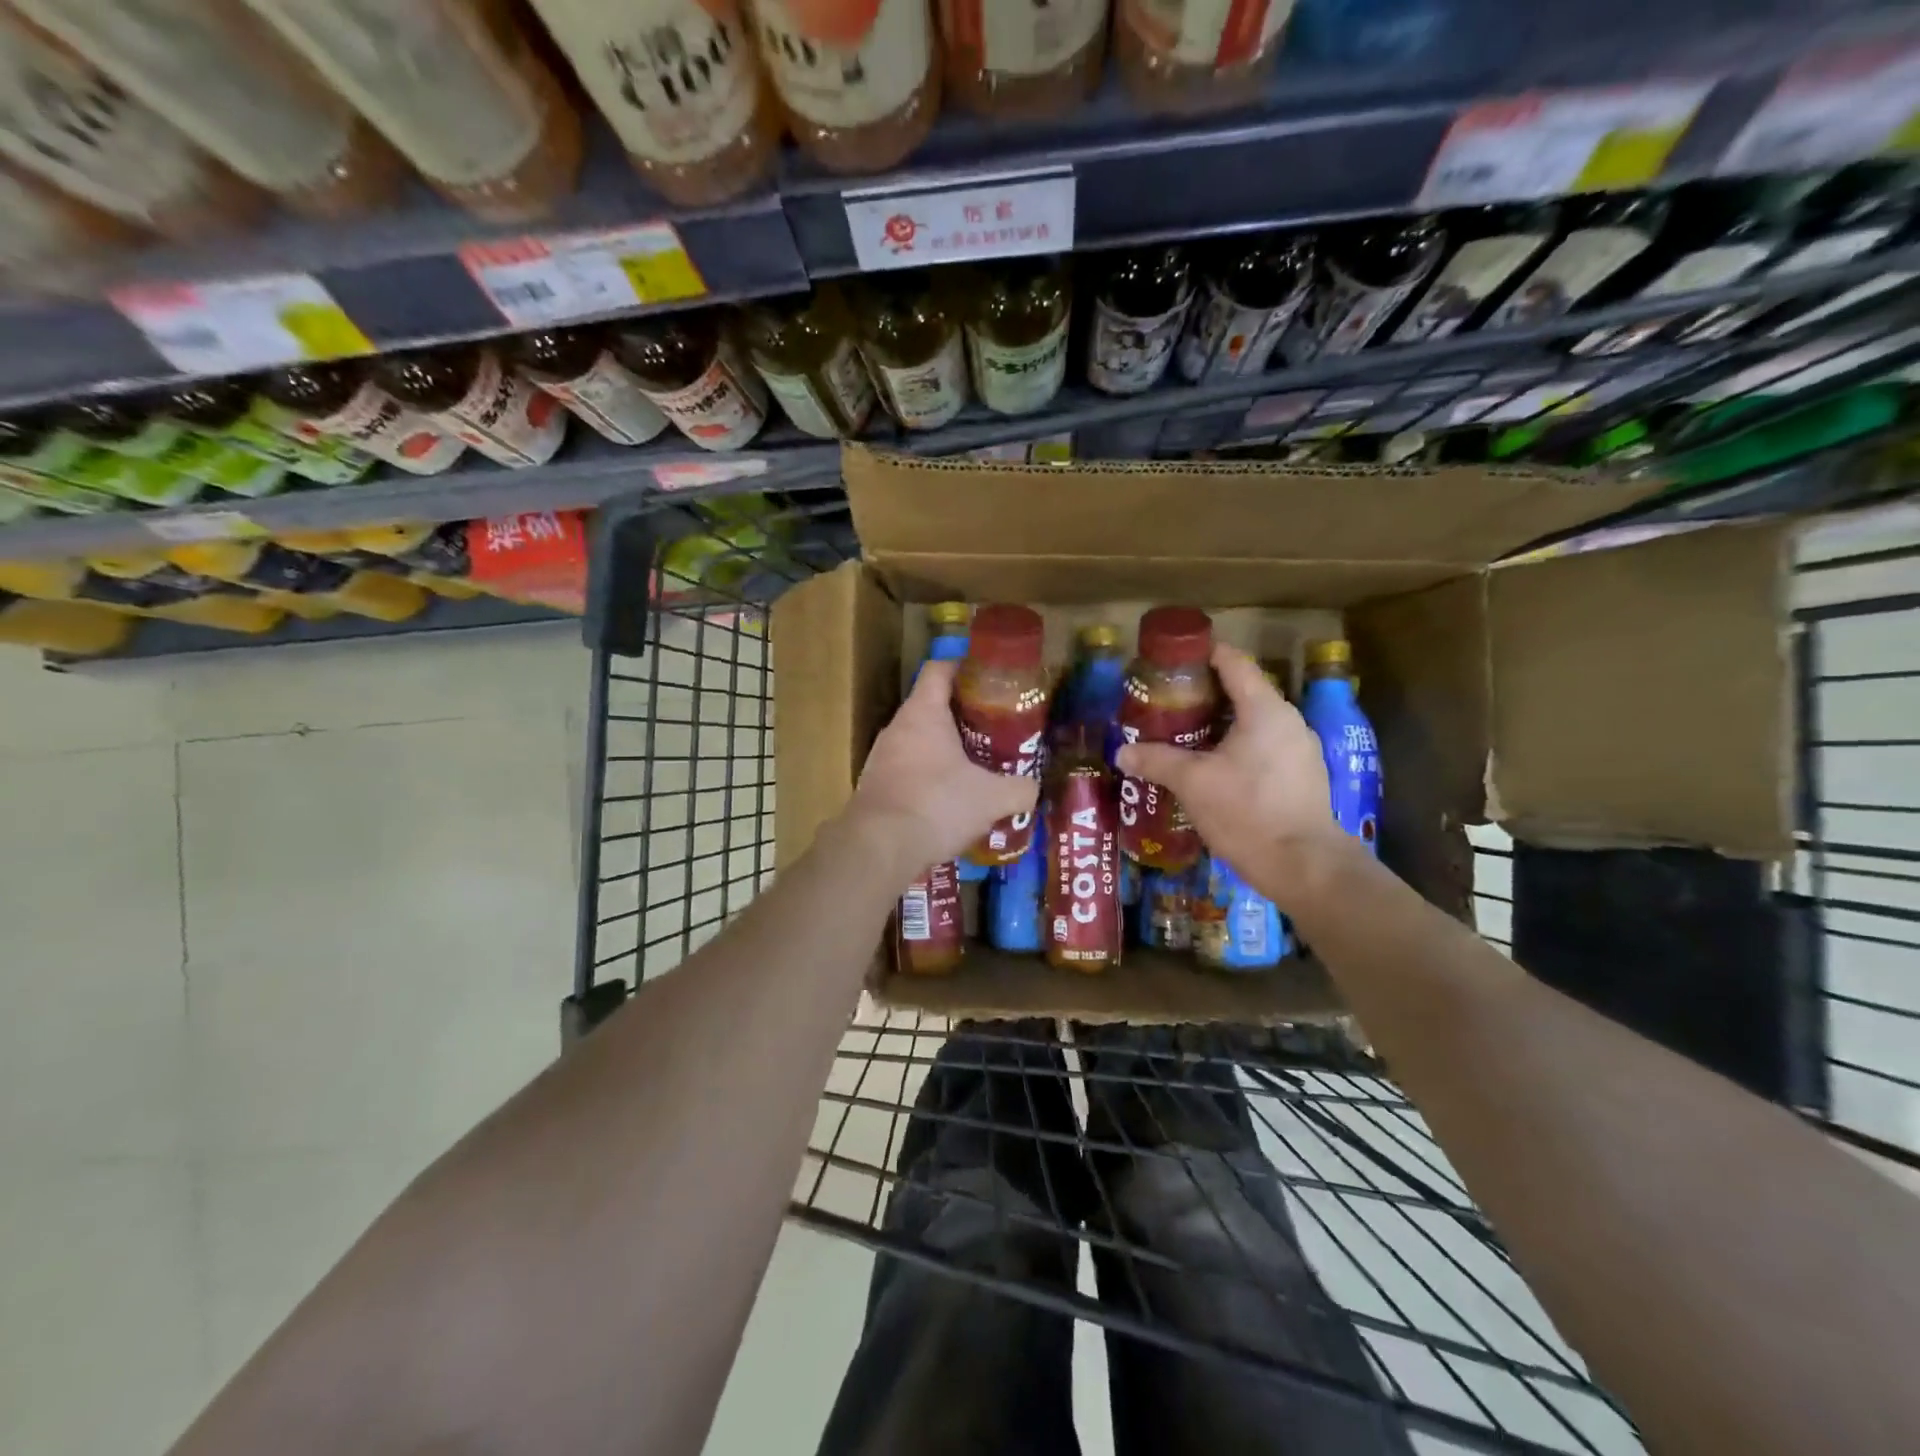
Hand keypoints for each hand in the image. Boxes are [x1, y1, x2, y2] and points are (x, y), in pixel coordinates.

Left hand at [843, 657, 1038, 879]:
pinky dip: (930, 779)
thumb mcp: (992, 798)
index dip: (964, 668)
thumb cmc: (937, 805)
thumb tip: (1034, 788)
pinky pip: (909, 772)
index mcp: (923, 712)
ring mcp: (881, 758)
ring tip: (978, 768)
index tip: (989, 680)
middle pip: (931, 707)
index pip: (940, 669)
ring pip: (920, 742)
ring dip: (946, 751)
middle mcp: (897, 728)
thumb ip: (1020, 789)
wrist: (878, 848)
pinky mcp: (876, 788)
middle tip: (996, 731)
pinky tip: (951, 801)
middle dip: (964, 717)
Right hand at [1116, 644, 1344, 907]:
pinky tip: (1211, 767)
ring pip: (1253, 722)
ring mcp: (1300, 750)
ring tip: (1183, 733)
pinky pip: (1263, 747)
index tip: (1173, 658)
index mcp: (1264, 709)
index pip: (1233, 662)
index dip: (1202, 653)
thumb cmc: (1247, 811)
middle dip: (1204, 693)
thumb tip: (1121, 753)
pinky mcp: (1301, 777)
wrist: (1303, 865)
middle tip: (1167, 701)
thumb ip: (1156, 761)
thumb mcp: (1192, 783)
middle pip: (1242, 691)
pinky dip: (1236, 746)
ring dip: (1219, 723)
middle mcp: (1288, 721)